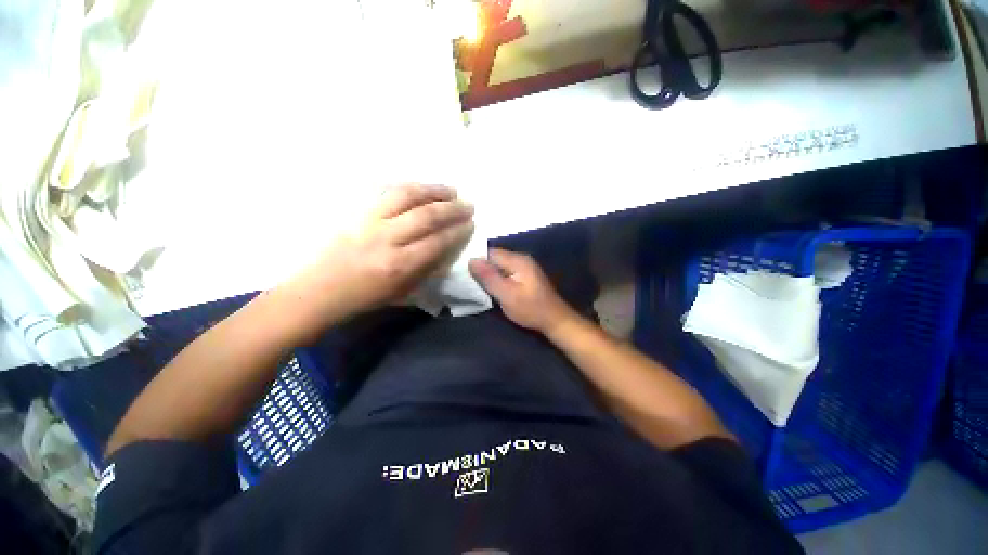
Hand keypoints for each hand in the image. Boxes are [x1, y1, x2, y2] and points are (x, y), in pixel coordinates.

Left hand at [286, 184, 473, 324]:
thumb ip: (427, 269)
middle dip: (452, 208)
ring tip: (450, 190)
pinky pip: (387, 192)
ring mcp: (369, 221)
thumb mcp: (403, 291)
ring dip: (433, 190)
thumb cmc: (365, 297)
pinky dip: (409, 188)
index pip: (438, 241)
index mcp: (400, 265)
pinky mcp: (357, 212)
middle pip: (426, 215)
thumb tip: (446, 248)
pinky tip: (422, 188)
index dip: (458, 231)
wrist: (319, 290)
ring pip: (406, 195)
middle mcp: (387, 239)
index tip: (471, 224)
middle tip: (468, 204)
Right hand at [469, 248, 577, 334]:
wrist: (555, 320)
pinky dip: (498, 278)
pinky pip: (506, 272)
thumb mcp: (507, 295)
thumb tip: (471, 260)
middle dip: (482, 267)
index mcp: (518, 260)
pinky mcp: (526, 276)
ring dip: (490, 274)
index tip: (464, 271)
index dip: (477, 260)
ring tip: (476, 284)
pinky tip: (492, 287)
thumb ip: (490, 277)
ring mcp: (525, 267)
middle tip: (468, 279)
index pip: (490, 252)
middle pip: (495, 258)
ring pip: (500, 265)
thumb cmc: (531, 309)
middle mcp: (521, 259)